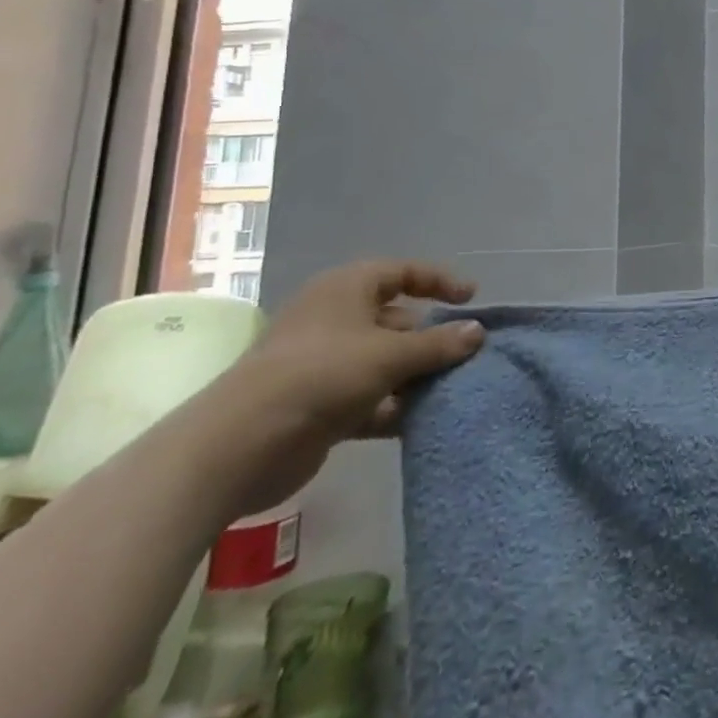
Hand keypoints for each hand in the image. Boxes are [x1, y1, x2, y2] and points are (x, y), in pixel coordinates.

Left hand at [207, 260, 484, 515]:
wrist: (240, 446)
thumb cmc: (321, 375)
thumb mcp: (391, 354)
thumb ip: (439, 344)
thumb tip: (477, 332)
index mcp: (345, 290)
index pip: (402, 272)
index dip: (439, 280)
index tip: (471, 298)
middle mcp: (334, 320)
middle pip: (396, 319)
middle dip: (431, 336)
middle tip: (466, 352)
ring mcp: (324, 364)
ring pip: (384, 361)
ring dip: (416, 374)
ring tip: (453, 386)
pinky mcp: (319, 405)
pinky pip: (369, 397)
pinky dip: (394, 405)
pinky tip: (423, 418)